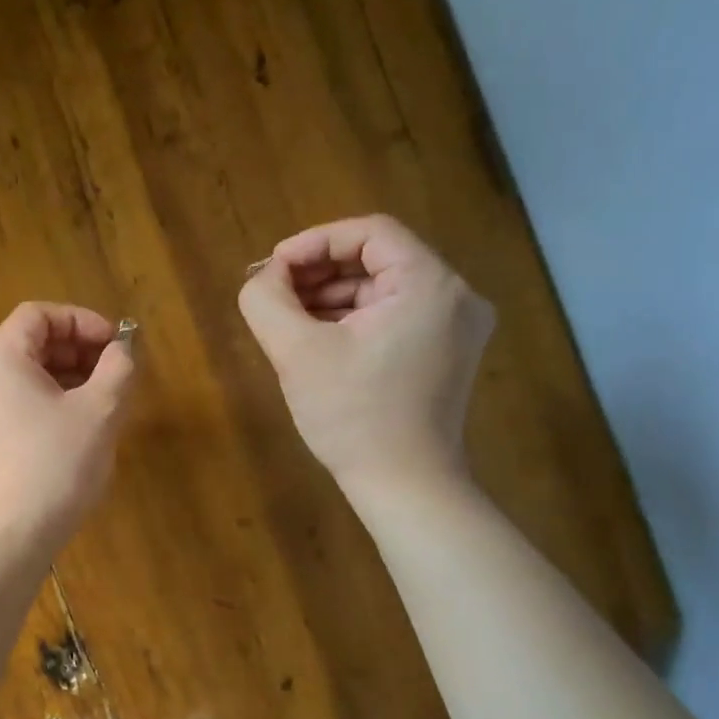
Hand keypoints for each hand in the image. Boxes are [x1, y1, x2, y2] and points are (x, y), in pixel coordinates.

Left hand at [0, 303, 137, 553]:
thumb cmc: (56, 463)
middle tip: (116, 372)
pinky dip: (50, 403)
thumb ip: (118, 368)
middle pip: (31, 343)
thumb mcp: (100, 410)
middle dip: (78, 350)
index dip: (82, 320)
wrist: (12, 534)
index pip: (39, 315)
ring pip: (27, 377)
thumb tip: (123, 350)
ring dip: (68, 378)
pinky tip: (80, 428)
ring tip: (105, 400)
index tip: (116, 344)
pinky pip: (18, 405)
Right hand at [238, 215, 493, 504]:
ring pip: (383, 291)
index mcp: (429, 284)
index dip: (315, 242)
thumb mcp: (296, 352)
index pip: (370, 233)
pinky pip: (394, 318)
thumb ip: (267, 301)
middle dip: (319, 272)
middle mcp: (455, 297)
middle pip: (378, 260)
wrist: (405, 486)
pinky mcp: (447, 355)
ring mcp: (456, 328)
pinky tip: (317, 341)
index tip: (273, 269)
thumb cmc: (352, 416)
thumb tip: (262, 278)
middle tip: (275, 294)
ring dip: (332, 297)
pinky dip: (354, 321)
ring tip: (288, 320)